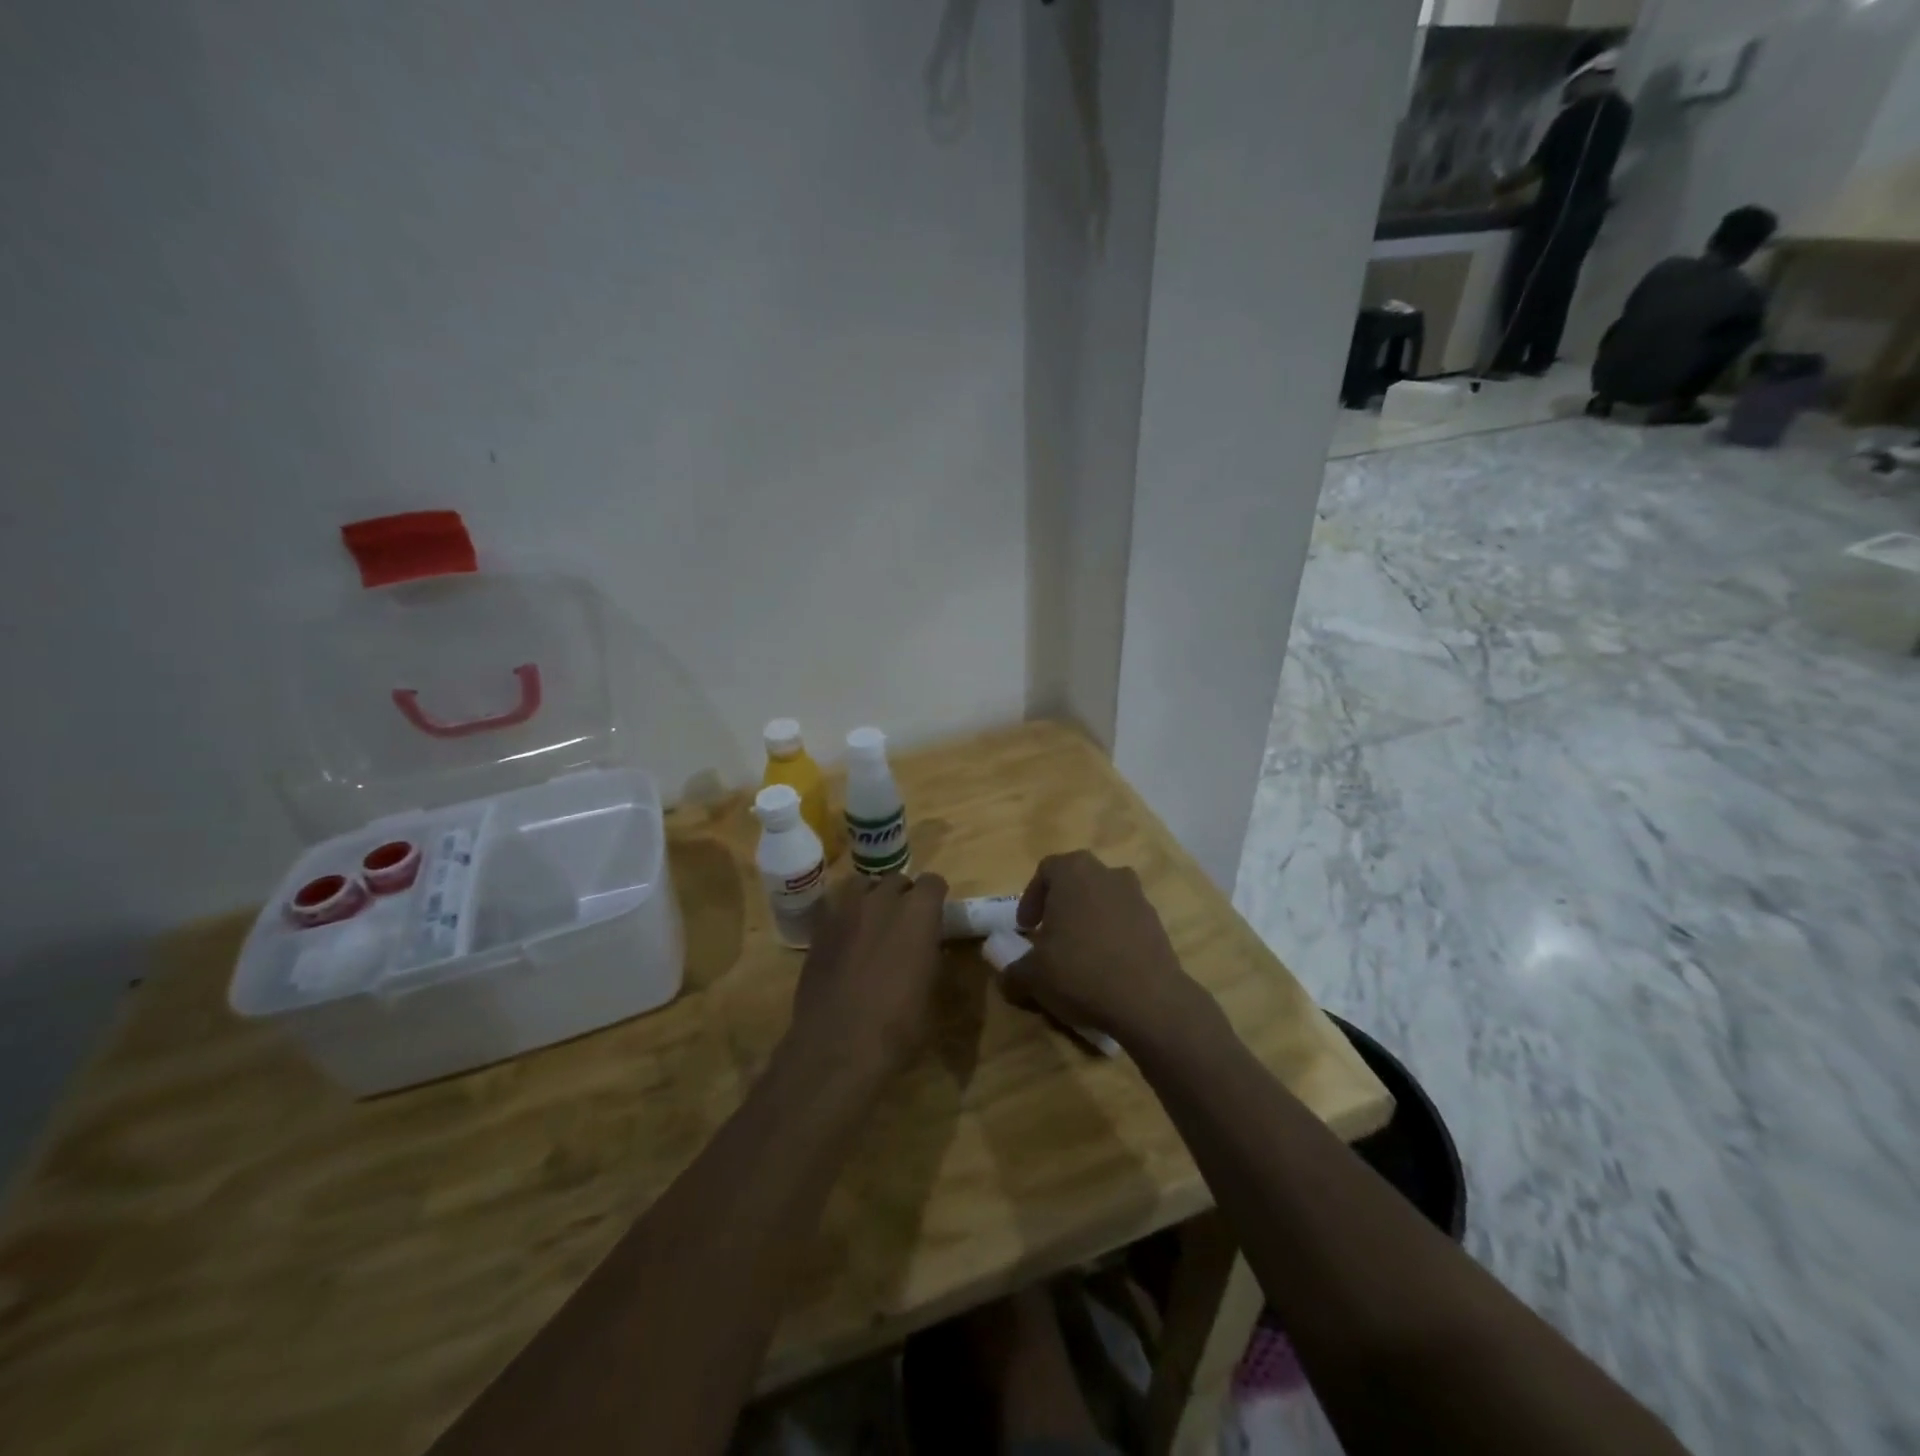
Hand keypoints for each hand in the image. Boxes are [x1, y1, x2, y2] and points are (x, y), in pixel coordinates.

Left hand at [785, 872, 948, 1082]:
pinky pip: (835, 905)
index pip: (933, 882)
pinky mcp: (819, 927)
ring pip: (862, 885)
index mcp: (918, 913)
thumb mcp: (931, 992)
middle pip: (896, 880)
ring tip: (872, 922)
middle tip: (904, 923)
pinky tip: (846, 938)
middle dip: (903, 896)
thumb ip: (932, 957)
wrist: (838, 1047)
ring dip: (871, 897)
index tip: (935, 915)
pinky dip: (844, 914)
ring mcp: (845, 910)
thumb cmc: (898, 1026)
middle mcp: (881, 900)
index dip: (935, 897)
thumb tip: (930, 947)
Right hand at [1007, 851, 1208, 1048]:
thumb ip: (1014, 970)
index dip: (1031, 898)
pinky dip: (1112, 935)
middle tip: (1050, 935)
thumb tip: (1008, 976)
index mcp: (1074, 872)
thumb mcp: (1033, 976)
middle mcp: (1108, 873)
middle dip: (1061, 905)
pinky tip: (1106, 966)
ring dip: (1089, 919)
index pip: (1046, 870)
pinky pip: (1125, 921)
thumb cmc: (1080, 971)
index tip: (1026, 928)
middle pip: (1077, 881)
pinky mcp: (1157, 922)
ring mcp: (1137, 896)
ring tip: (1079, 953)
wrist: (1149, 1001)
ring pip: (1103, 899)